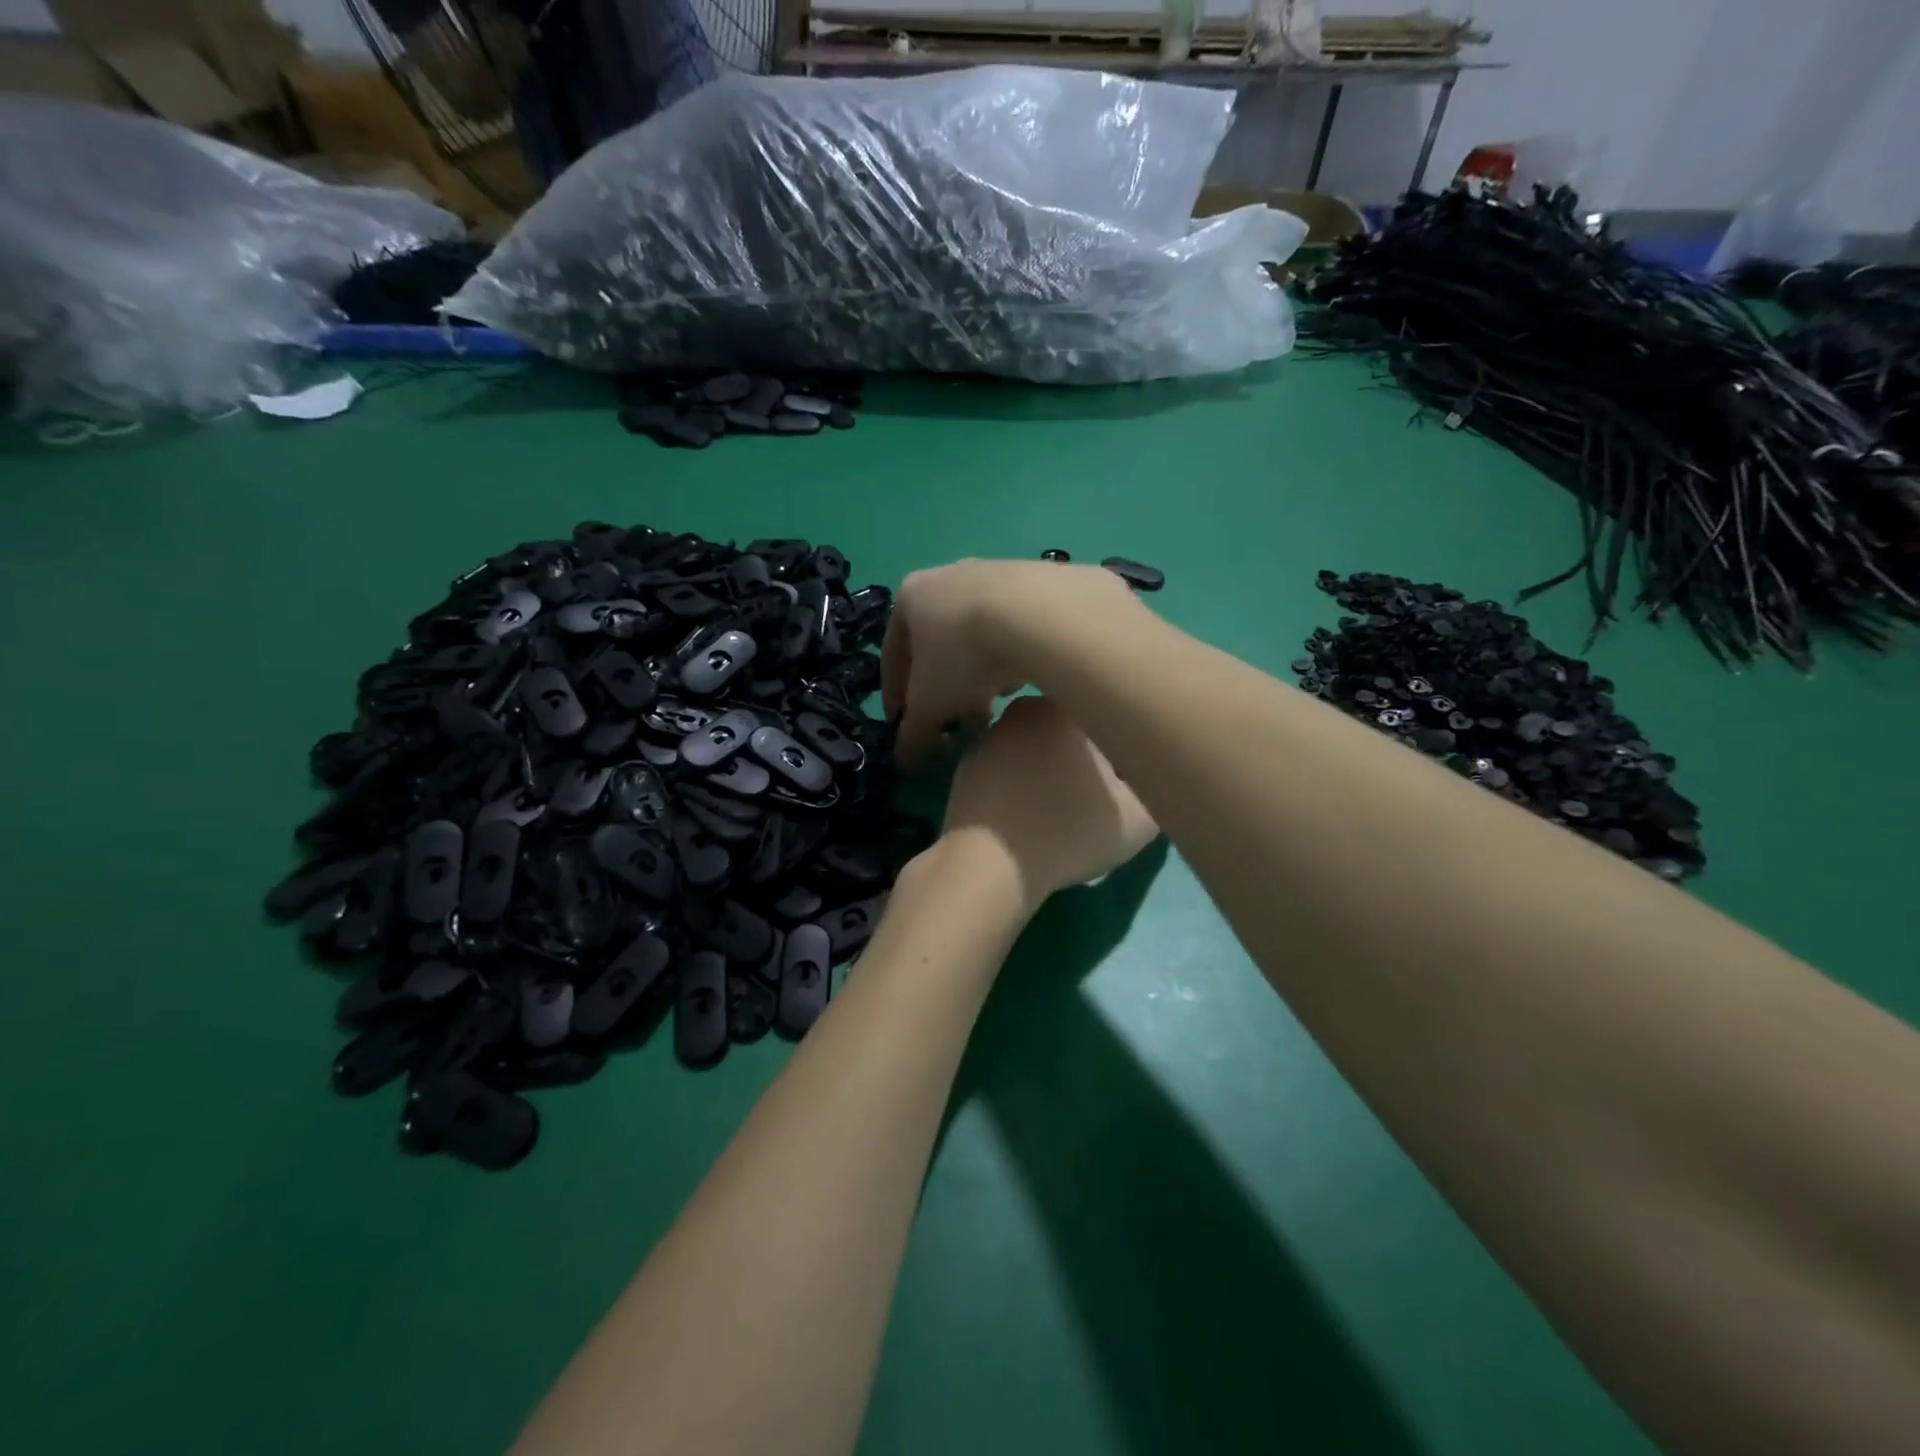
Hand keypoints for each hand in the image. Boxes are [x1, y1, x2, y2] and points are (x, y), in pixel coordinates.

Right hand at [881, 559, 1133, 767]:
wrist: (1038, 615)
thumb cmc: (964, 657)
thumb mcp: (930, 705)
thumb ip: (913, 735)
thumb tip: (904, 761)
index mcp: (911, 597)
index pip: (893, 654)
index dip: (895, 695)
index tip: (902, 725)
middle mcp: (948, 576)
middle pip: (938, 644)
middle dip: (944, 687)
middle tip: (954, 721)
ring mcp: (994, 572)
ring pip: (977, 636)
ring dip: (979, 673)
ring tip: (993, 706)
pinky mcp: (1036, 579)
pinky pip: (1014, 627)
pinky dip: (1010, 656)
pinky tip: (1023, 679)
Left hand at [940, 695, 1158, 910]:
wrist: (989, 863)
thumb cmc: (1071, 831)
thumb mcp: (1139, 819)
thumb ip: (1155, 788)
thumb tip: (1149, 779)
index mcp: (1069, 706)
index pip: (1109, 717)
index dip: (1124, 751)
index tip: (1126, 781)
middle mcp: (1026, 708)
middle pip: (1071, 728)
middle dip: (1085, 755)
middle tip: (1096, 796)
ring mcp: (990, 735)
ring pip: (1035, 746)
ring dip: (1049, 768)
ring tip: (1058, 808)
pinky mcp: (966, 765)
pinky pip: (1006, 769)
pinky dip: (1017, 784)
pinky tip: (1025, 813)